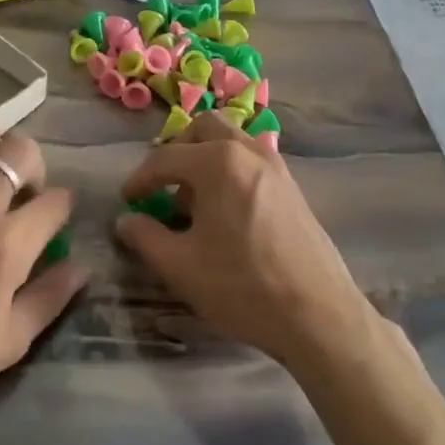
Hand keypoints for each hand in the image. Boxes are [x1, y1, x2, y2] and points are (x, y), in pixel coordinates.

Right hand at [113, 113, 374, 367]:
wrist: (318, 315)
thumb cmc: (242, 286)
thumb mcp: (181, 266)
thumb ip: (146, 237)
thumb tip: (126, 221)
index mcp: (218, 162)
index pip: (166, 158)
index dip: (140, 179)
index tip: (128, 200)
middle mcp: (248, 151)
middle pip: (204, 129)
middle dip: (178, 151)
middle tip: (163, 185)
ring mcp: (276, 166)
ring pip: (232, 141)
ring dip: (206, 158)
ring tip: (194, 201)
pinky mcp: (292, 187)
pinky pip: (252, 161)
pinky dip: (230, 170)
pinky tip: (226, 212)